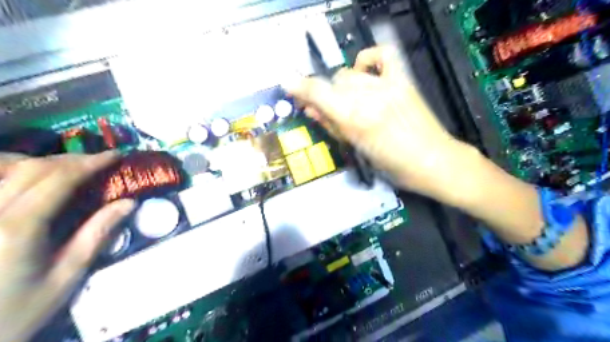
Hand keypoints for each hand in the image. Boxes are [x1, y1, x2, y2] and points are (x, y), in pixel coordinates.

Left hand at [0, 152, 133, 341]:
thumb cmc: (17, 310)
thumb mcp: (67, 276)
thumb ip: (97, 235)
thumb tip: (128, 203)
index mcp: (19, 228)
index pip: (59, 179)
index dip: (91, 162)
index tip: (116, 155)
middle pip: (32, 168)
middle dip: (71, 160)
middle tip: (99, 162)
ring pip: (3, 168)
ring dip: (40, 161)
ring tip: (66, 168)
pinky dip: (13, 172)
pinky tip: (27, 179)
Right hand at [284, 45, 467, 195]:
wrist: (432, 161)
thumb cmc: (392, 165)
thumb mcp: (357, 149)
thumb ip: (332, 126)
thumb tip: (311, 110)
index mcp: (356, 119)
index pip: (319, 92)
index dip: (300, 87)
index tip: (288, 85)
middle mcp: (369, 97)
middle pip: (334, 83)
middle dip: (326, 97)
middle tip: (330, 110)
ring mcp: (387, 85)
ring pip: (350, 73)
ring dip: (343, 87)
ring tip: (351, 101)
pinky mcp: (403, 81)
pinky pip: (382, 55)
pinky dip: (368, 59)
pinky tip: (365, 72)